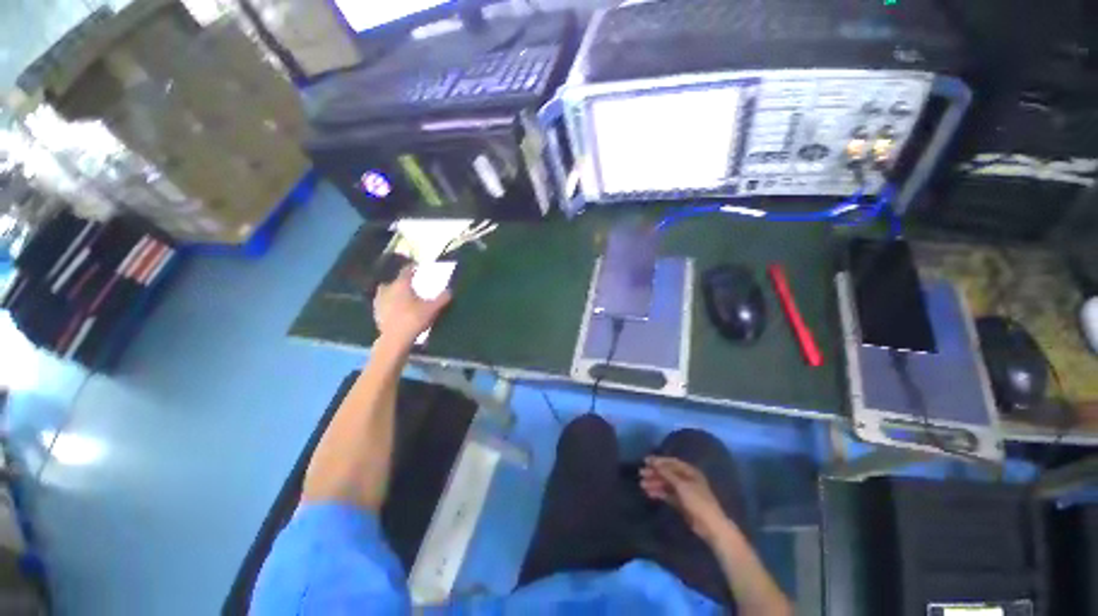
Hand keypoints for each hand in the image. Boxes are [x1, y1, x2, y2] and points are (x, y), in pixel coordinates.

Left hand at [373, 265, 451, 347]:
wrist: (395, 339)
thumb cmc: (414, 319)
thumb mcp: (433, 308)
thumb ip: (442, 298)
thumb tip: (450, 291)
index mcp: (401, 284)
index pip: (406, 271)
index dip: (412, 268)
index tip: (417, 267)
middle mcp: (387, 289)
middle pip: (393, 282)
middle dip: (401, 283)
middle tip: (410, 286)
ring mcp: (379, 302)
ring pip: (386, 293)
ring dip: (394, 294)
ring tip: (403, 299)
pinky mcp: (376, 314)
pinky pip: (384, 305)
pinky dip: (390, 306)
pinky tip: (397, 311)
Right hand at [639, 456, 731, 543]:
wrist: (710, 526)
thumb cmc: (698, 501)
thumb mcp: (681, 485)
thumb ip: (667, 473)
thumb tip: (654, 462)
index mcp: (690, 471)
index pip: (671, 462)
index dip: (658, 461)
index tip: (645, 461)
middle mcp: (686, 479)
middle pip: (667, 473)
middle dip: (654, 473)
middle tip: (641, 473)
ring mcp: (684, 491)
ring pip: (666, 484)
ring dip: (654, 483)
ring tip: (642, 485)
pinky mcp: (681, 503)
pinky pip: (667, 494)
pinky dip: (659, 493)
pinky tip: (649, 493)